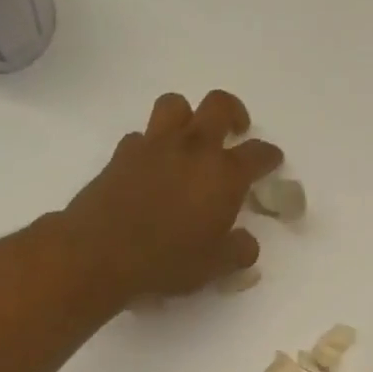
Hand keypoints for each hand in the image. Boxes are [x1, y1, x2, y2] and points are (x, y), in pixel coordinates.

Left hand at [63, 90, 283, 303]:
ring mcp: (154, 146)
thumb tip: (246, 243)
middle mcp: (193, 149)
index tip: (272, 161)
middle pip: (219, 106)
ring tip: (191, 139)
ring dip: (188, 117)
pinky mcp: (122, 154)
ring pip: (176, 105)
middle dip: (233, 114)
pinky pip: (142, 136)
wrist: (100, 252)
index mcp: (224, 175)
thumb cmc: (168, 260)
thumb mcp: (215, 266)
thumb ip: (239, 251)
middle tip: (235, 132)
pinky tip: (153, 166)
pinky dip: (152, 145)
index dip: (269, 156)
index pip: (258, 153)